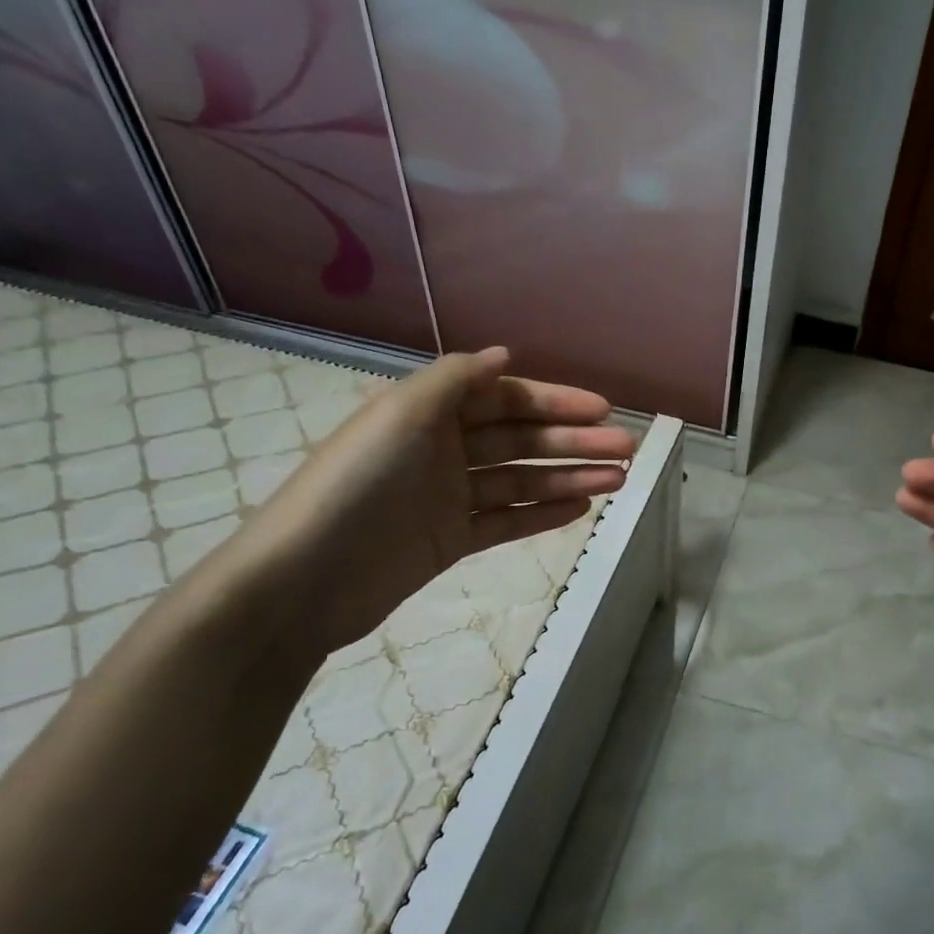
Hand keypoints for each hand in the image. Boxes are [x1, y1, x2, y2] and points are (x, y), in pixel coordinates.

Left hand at [217, 347, 633, 655]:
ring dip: (570, 477)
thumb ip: (456, 379)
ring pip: (521, 481)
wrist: (305, 578)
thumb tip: (504, 355)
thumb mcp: (401, 414)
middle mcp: (442, 449)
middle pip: (521, 439)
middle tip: (628, 449)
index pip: (505, 399)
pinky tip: (581, 509)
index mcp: (429, 413)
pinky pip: (506, 521)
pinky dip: (542, 514)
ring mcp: (448, 497)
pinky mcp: (451, 540)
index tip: (602, 408)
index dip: (555, 401)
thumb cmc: (357, 483)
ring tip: (618, 480)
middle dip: (574, 442)